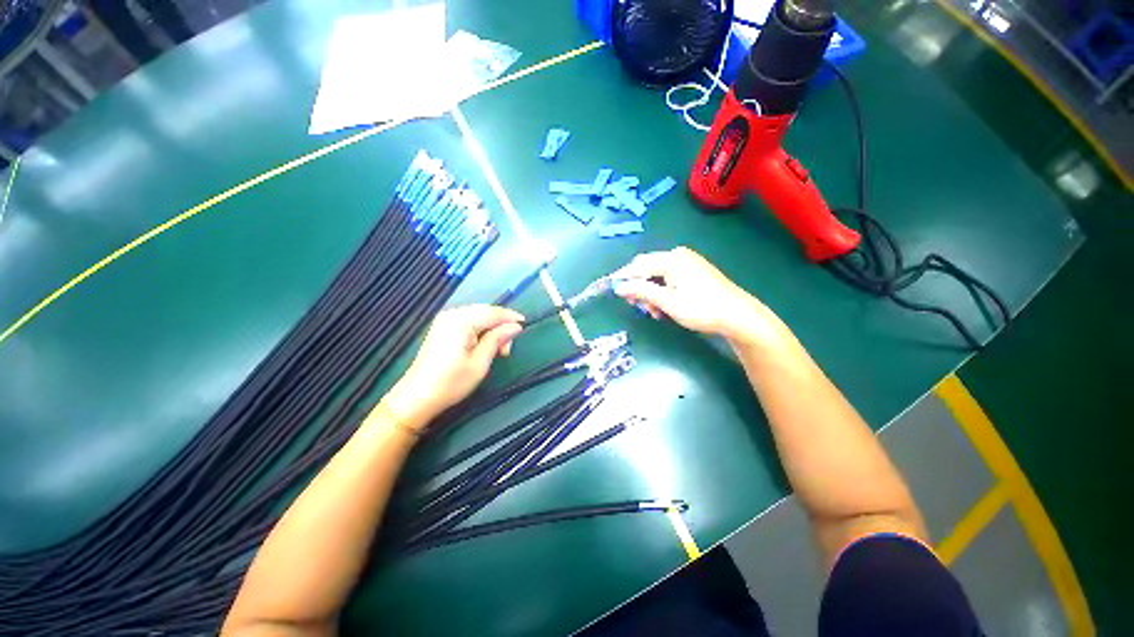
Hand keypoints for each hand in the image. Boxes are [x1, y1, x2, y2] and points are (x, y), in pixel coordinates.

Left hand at [383, 305, 523, 428]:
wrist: (417, 397)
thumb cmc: (452, 382)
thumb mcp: (480, 362)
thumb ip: (498, 339)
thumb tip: (516, 327)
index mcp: (461, 320)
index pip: (493, 312)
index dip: (510, 317)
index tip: (526, 324)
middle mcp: (452, 314)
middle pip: (485, 311)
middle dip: (501, 325)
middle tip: (508, 348)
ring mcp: (445, 320)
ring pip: (477, 316)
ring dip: (491, 328)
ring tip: (498, 349)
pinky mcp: (442, 328)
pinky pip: (468, 321)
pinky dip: (481, 329)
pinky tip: (485, 344)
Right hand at [613, 247, 785, 346]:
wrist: (737, 315)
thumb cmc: (701, 308)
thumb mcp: (667, 302)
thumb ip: (641, 291)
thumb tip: (618, 286)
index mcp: (671, 259)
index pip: (638, 265)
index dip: (623, 278)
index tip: (611, 289)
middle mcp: (677, 255)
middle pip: (647, 268)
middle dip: (639, 287)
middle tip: (637, 306)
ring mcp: (687, 262)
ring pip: (657, 275)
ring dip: (651, 292)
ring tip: (654, 312)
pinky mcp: (694, 270)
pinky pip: (669, 277)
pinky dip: (662, 291)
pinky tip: (664, 306)